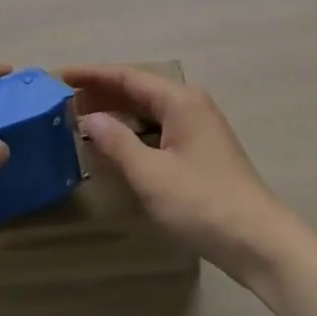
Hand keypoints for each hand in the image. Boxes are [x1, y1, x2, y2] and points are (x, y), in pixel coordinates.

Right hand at [61, 65, 302, 287]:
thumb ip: (118, 143)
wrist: (258, 241)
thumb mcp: (151, 175)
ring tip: (79, 119)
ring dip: (116, 113)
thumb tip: (90, 118)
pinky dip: (133, 132)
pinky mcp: (199, 149)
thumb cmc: (202, 203)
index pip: (127, 76)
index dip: (91, 74)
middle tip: (61, 100)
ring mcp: (197, 126)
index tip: (58, 75)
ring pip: (147, 110)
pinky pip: (158, 128)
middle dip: (100, 92)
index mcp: (179, 100)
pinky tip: (114, 145)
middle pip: (137, 90)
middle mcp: (189, 104)